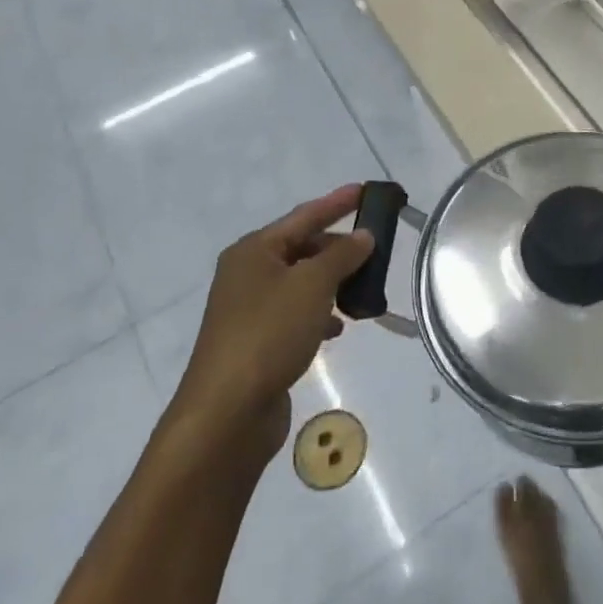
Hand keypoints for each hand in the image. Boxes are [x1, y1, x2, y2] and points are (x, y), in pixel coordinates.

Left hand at [171, 184, 373, 460]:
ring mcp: (249, 310)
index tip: (365, 190)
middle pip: (302, 249)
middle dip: (338, 249)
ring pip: (301, 284)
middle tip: (376, 250)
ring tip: (364, 290)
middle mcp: (247, 274)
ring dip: (332, 283)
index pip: (304, 216)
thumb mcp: (313, 285)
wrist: (226, 413)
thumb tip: (363, 235)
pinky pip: (296, 314)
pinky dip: (319, 314)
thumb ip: (342, 255)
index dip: (337, 202)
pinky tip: (338, 328)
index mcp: (254, 251)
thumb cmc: (269, 334)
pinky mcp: (257, 342)